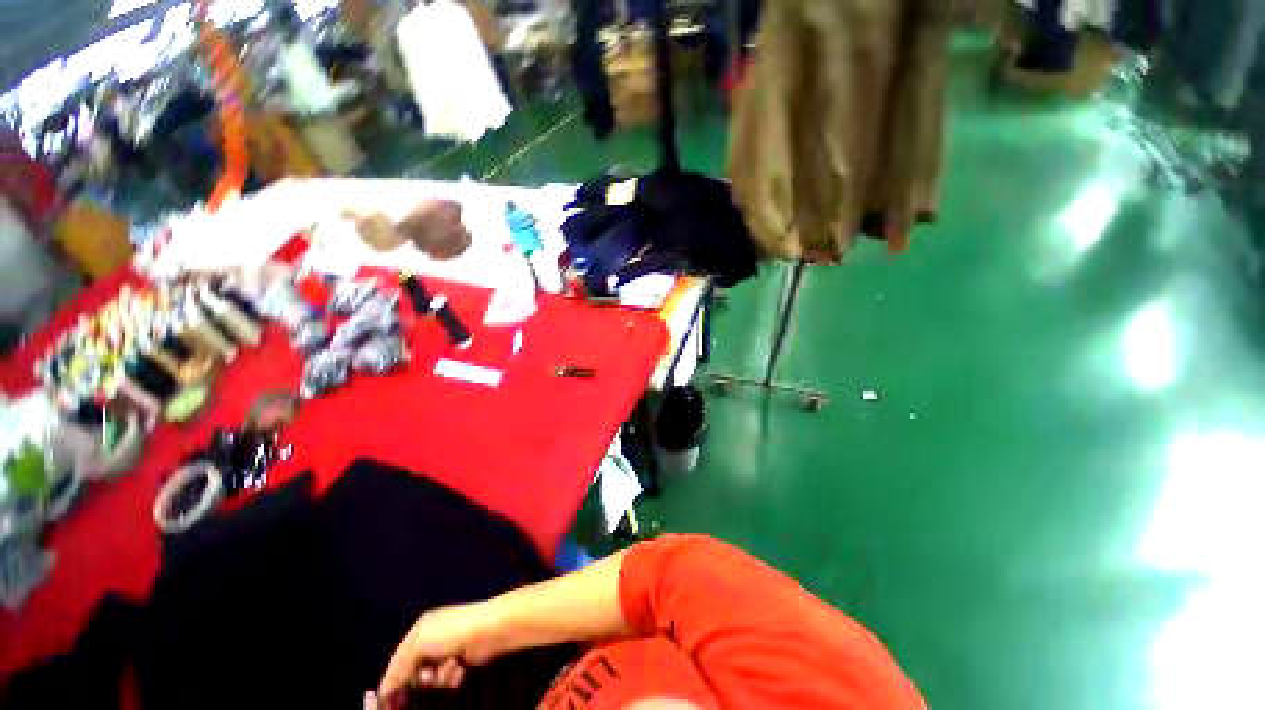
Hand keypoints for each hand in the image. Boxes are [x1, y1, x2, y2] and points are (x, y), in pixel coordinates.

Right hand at [376, 602, 502, 700]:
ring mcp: (448, 647)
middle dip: (420, 679)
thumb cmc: (454, 632)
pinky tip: (460, 670)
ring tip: (451, 669)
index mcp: (420, 629)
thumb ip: (401, 666)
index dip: (391, 682)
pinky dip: (451, 677)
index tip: (388, 704)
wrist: (492, 628)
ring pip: (431, 677)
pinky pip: (448, 677)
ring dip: (439, 679)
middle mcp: (432, 636)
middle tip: (429, 680)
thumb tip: (386, 688)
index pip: (397, 659)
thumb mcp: (420, 644)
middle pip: (414, 670)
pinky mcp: (462, 658)